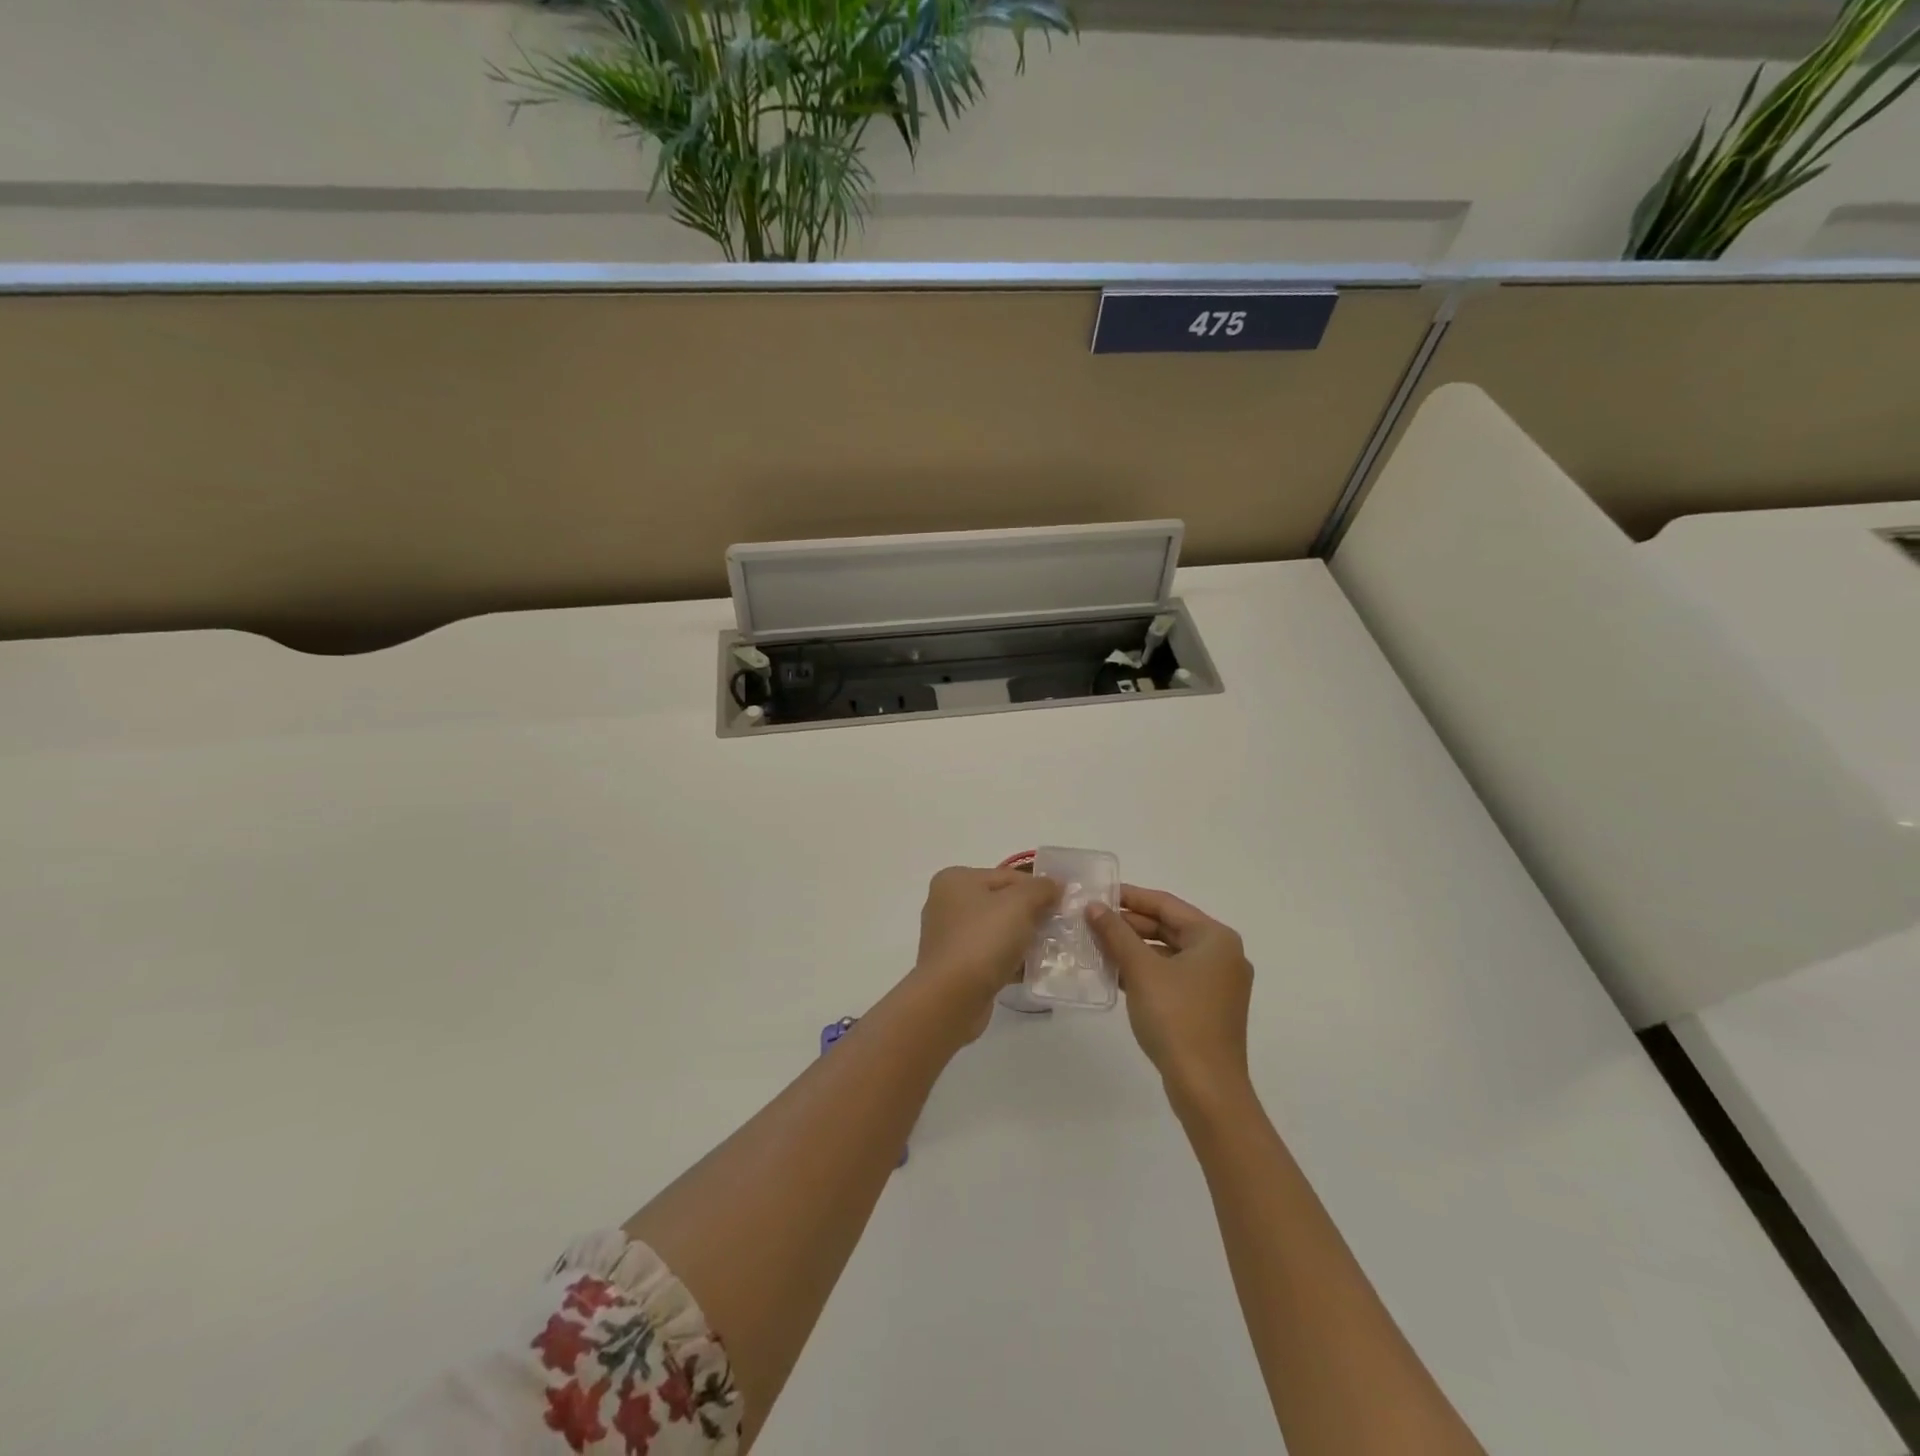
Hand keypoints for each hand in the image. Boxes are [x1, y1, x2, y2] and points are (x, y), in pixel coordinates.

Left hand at [911, 866, 1060, 1041]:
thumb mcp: (1019, 904)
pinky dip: (1011, 959)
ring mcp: (949, 937)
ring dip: (1023, 939)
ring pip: (997, 930)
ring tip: (1052, 950)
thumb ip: (1041, 888)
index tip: (1064, 904)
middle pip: (1002, 902)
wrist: (952, 998)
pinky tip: (1033, 969)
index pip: (1007, 876)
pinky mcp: (955, 966)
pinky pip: (990, 955)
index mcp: (956, 880)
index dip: (1038, 887)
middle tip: (1060, 927)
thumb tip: (1055, 884)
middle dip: (1032, 914)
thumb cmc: (983, 940)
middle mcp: (947, 904)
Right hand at [1089, 886, 1254, 1112]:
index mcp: (1215, 938)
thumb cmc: (1177, 1018)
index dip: (1130, 897)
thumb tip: (1094, 907)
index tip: (1098, 894)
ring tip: (1096, 944)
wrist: (1206, 1088)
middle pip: (1169, 928)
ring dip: (1134, 949)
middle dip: (1129, 925)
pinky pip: (1173, 976)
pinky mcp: (1207, 1007)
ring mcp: (1217, 983)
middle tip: (1091, 920)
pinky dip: (1146, 971)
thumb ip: (1116, 933)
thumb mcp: (1141, 970)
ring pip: (1169, 953)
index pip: (1166, 904)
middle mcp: (1222, 955)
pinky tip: (1114, 973)